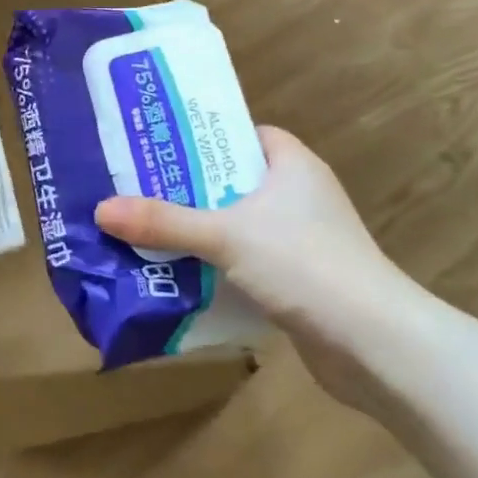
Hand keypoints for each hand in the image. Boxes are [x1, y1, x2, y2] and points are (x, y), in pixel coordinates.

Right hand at [95, 127, 421, 407]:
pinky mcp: (300, 280)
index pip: (245, 133)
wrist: (375, 345)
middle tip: (138, 189)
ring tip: (147, 230)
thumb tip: (102, 210)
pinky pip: (247, 261)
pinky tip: (180, 275)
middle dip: (189, 188)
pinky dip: (218, 266)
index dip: (205, 136)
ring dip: (200, 231)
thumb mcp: (225, 235)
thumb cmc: (304, 264)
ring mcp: (303, 240)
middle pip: (233, 181)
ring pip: (238, 224)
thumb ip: (164, 222)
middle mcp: (300, 195)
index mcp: (292, 165)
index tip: (161, 144)